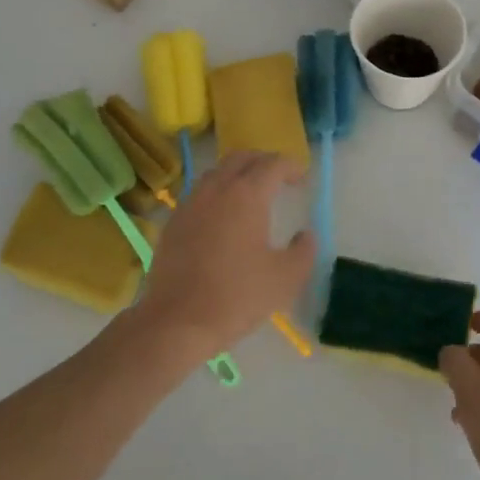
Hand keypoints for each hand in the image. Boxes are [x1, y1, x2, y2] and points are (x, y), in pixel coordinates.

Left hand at [123, 151, 314, 368]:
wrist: (178, 321)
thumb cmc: (237, 296)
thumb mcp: (286, 278)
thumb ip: (303, 250)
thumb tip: (306, 235)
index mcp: (247, 195)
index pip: (273, 164)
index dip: (292, 167)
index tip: (302, 180)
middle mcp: (216, 189)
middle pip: (241, 158)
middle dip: (264, 162)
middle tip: (279, 179)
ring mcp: (190, 203)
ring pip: (217, 172)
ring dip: (237, 174)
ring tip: (251, 194)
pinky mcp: (173, 221)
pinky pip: (199, 192)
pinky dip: (216, 192)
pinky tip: (222, 216)